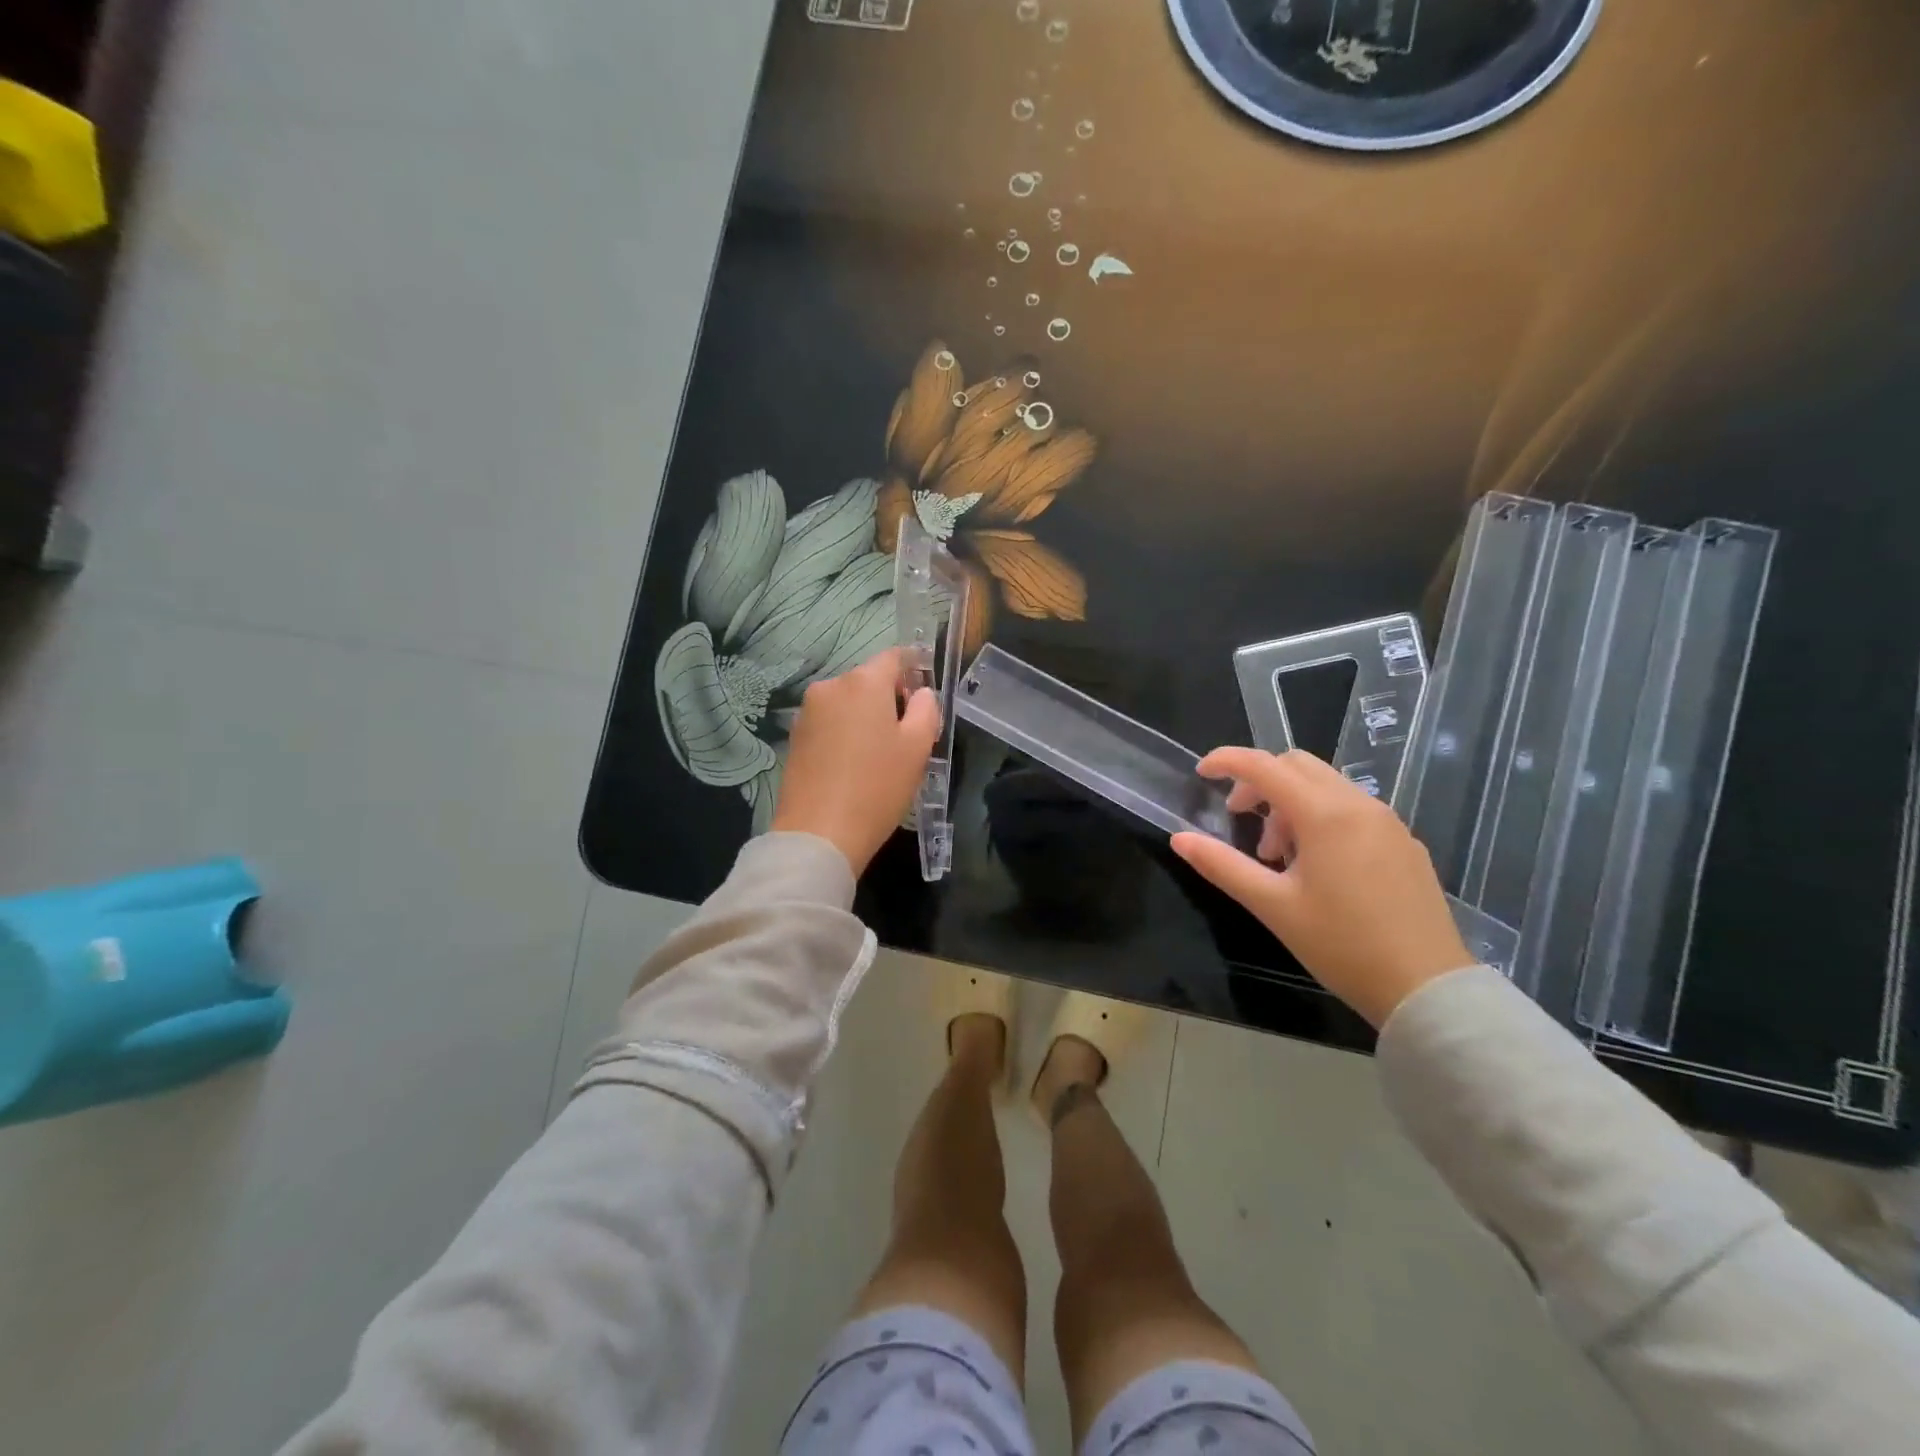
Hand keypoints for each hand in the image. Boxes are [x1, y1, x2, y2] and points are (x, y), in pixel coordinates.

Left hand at [771, 647, 941, 876]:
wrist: (819, 834)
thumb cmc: (877, 787)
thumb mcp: (917, 748)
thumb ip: (926, 709)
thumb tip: (920, 694)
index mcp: (863, 682)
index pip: (894, 657)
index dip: (914, 667)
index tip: (925, 691)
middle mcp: (830, 687)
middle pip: (868, 680)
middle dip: (889, 697)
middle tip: (907, 732)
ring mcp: (807, 712)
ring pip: (847, 703)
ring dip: (865, 717)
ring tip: (880, 753)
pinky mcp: (795, 737)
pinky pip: (829, 723)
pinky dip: (845, 733)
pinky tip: (853, 764)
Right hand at [1170, 748, 1473, 1028]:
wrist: (1428, 989)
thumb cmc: (1342, 945)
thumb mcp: (1272, 906)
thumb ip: (1222, 865)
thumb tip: (1179, 839)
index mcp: (1325, 814)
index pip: (1265, 766)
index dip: (1227, 762)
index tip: (1201, 773)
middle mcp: (1359, 805)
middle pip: (1297, 765)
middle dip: (1260, 783)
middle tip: (1240, 820)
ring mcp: (1388, 822)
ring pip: (1326, 786)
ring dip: (1289, 803)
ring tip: (1277, 855)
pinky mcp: (1404, 843)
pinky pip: (1352, 809)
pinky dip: (1320, 818)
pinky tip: (1316, 867)